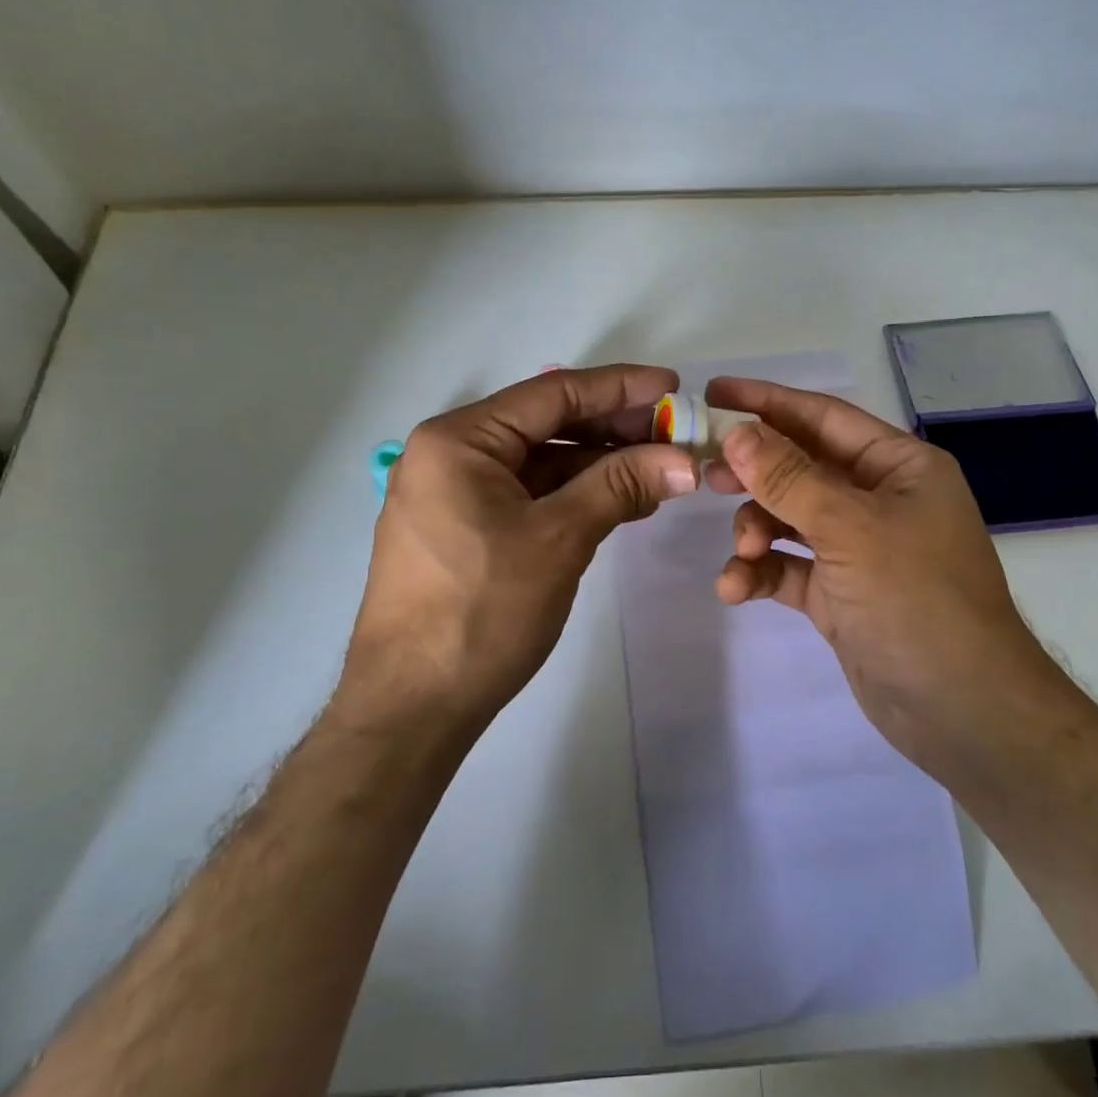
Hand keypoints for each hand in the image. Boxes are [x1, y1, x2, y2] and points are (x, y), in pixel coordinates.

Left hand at [341, 365, 697, 738]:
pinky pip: (530, 495)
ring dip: (600, 465)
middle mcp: (451, 455)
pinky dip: (576, 495)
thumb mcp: (558, 539)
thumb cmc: (480, 612)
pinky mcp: (465, 530)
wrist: (412, 710)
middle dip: (614, 429)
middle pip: (547, 425)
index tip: (673, 386)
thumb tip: (685, 460)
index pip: (552, 394)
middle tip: (674, 433)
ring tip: (660, 469)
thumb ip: (621, 486)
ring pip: (542, 462)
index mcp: (459, 440)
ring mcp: (455, 494)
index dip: (619, 387)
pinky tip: (623, 501)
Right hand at [704, 377, 1080, 781]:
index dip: (767, 402)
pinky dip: (762, 573)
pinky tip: (735, 589)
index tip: (712, 394)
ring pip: (789, 519)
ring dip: (756, 531)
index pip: (823, 417)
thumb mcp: (850, 528)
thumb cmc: (916, 598)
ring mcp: (859, 548)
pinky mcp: (840, 593)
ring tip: (741, 553)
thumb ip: (788, 477)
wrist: (964, 712)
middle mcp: (879, 499)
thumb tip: (737, 431)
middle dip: (754, 472)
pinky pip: (789, 568)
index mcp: (898, 466)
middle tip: (706, 474)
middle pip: (801, 467)